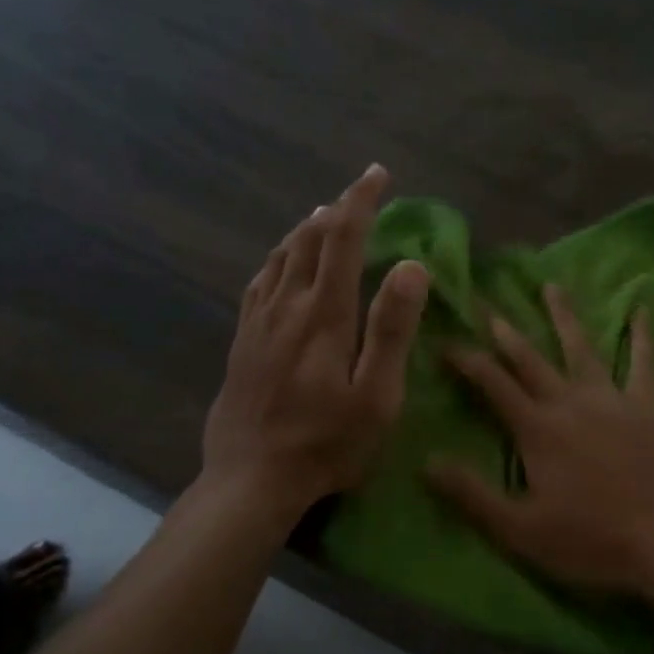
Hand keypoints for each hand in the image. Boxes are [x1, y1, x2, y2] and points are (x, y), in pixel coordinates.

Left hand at [201, 164, 430, 526]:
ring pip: (281, 256)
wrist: (250, 479)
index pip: (343, 239)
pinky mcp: (242, 341)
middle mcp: (287, 305)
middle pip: (310, 239)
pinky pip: (259, 282)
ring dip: (306, 229)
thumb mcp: (376, 395)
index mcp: (325, 314)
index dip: (361, 201)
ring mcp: (258, 322)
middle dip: (338, 208)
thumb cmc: (326, 443)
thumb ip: (393, 329)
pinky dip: (277, 258)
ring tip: (324, 217)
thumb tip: (411, 265)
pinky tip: (281, 263)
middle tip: (360, 191)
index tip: (378, 174)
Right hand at [425, 285, 653, 598]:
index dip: (466, 360)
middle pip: (531, 359)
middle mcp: (571, 402)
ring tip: (551, 287)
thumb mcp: (518, 530)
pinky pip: (644, 362)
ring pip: (582, 348)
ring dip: (564, 317)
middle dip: (505, 331)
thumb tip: (426, 460)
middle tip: (486, 305)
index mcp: (537, 429)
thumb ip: (471, 494)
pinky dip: (641, 335)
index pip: (492, 384)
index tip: (445, 341)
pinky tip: (641, 309)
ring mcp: (613, 400)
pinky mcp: (649, 408)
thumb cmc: (589, 542)